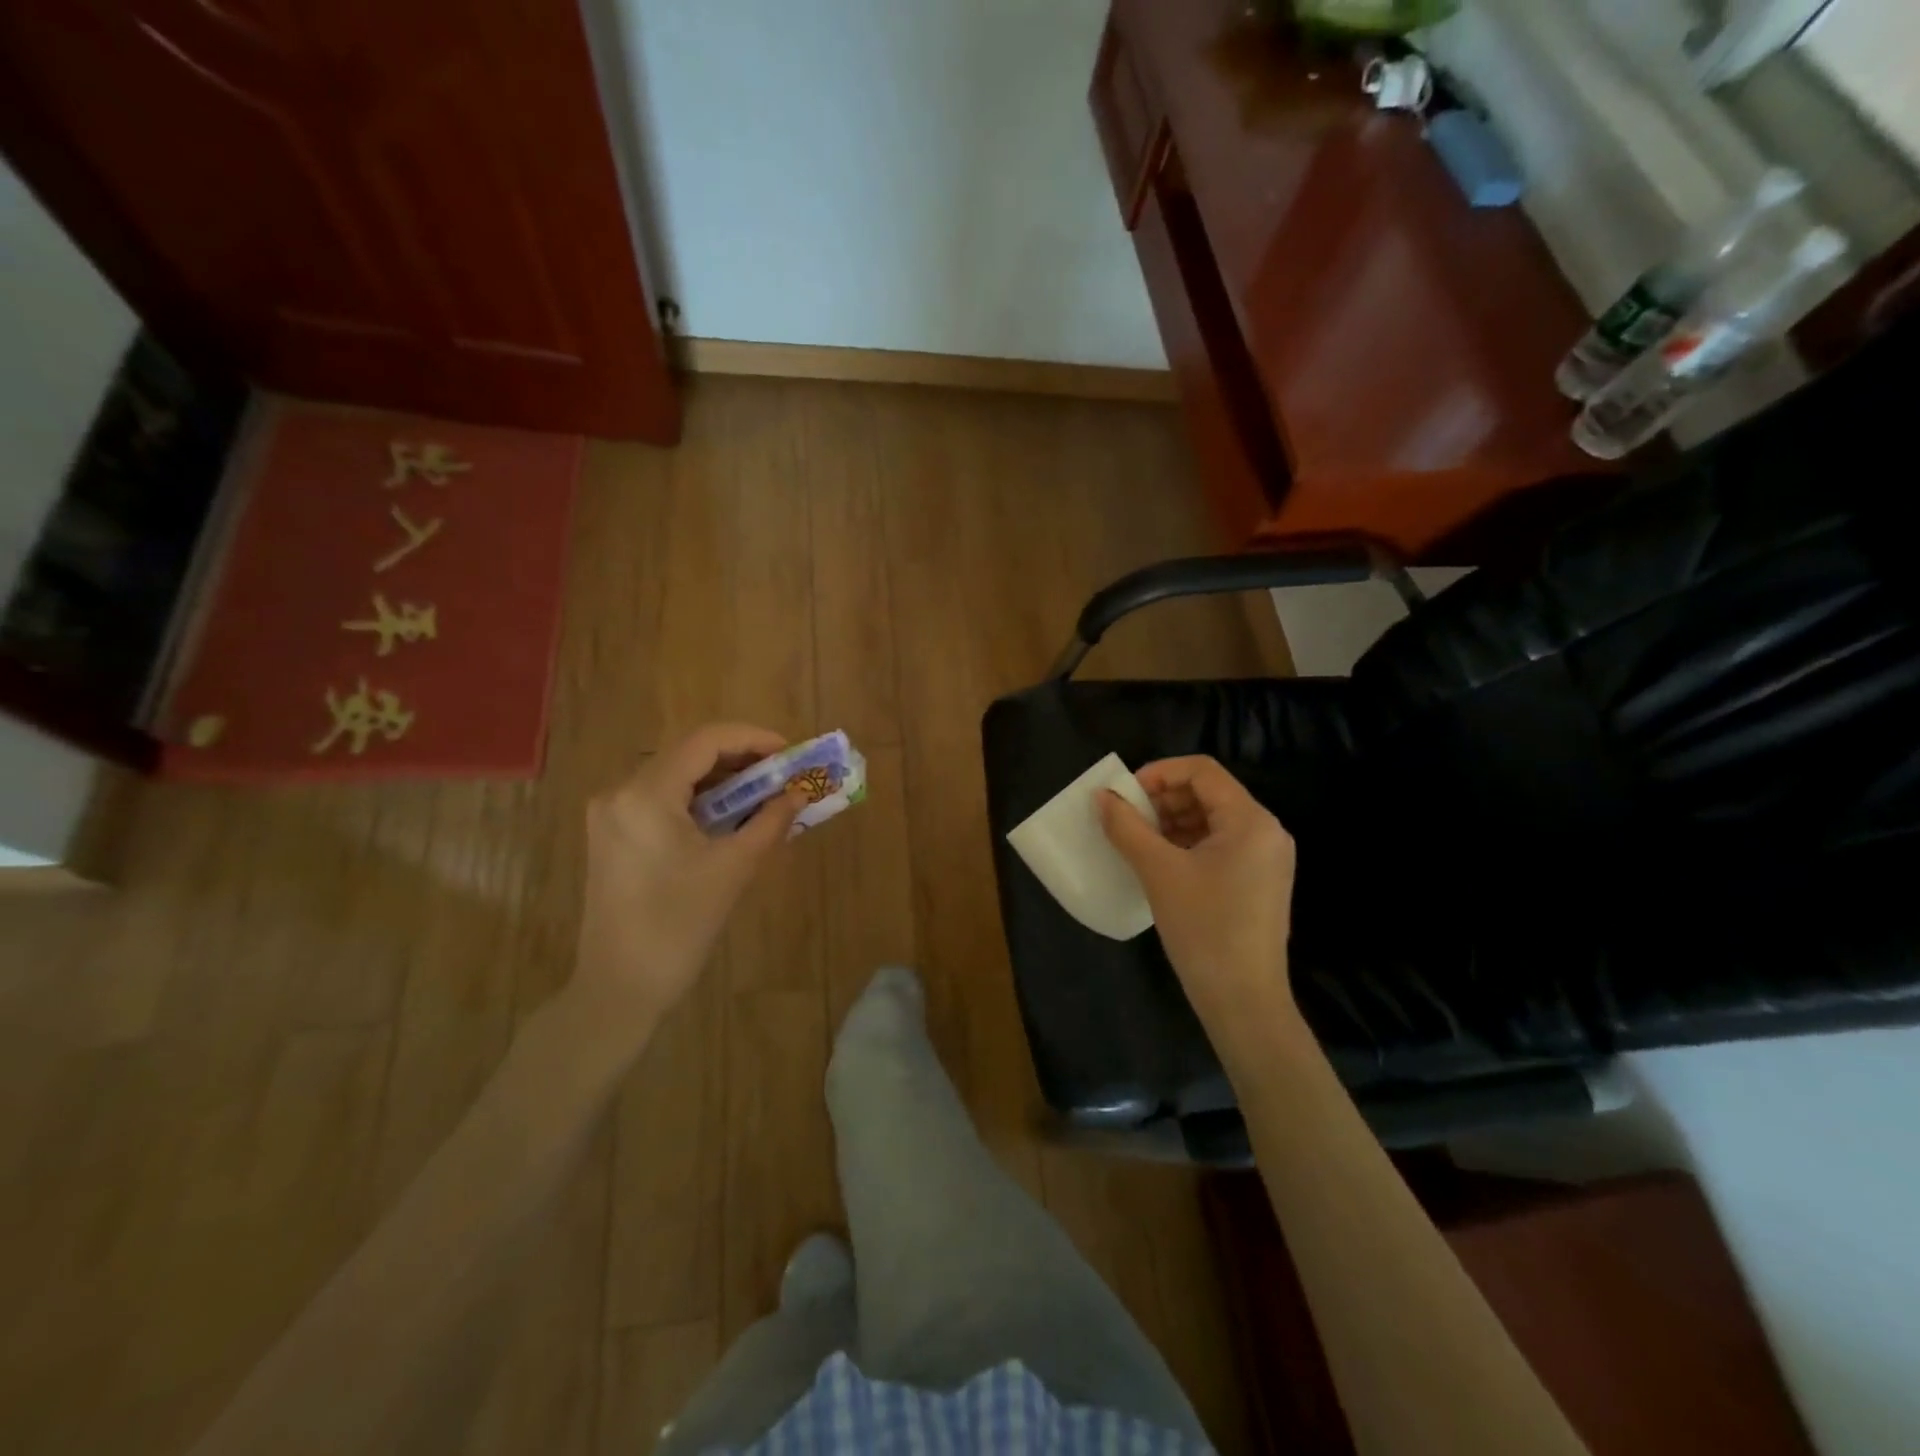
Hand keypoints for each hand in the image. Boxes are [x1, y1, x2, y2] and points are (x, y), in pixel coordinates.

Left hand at [573, 724, 804, 1030]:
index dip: (753, 739)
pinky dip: (699, 801)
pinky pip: (663, 800)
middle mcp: (621, 792)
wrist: (619, 986)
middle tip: (783, 775)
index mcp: (646, 794)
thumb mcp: (733, 868)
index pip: (706, 741)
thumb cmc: (678, 926)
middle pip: (689, 754)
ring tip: (765, 795)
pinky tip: (731, 816)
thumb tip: (800, 793)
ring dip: (722, 780)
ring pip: (676, 776)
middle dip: (741, 760)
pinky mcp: (613, 835)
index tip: (790, 752)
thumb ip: (770, 821)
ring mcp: (612, 814)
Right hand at [1099, 756, 1297, 1017]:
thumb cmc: (1204, 929)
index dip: (1159, 773)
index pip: (1202, 771)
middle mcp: (1266, 831)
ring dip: (1171, 822)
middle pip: (1208, 793)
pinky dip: (1186, 844)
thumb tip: (1101, 796)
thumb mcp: (1159, 872)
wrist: (1244, 1001)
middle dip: (1163, 799)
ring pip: (1212, 820)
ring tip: (1137, 841)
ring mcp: (1266, 858)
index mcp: (1251, 820)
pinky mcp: (1258, 882)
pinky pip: (1219, 845)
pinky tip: (1159, 863)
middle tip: (1127, 819)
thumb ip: (1127, 827)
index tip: (1125, 794)